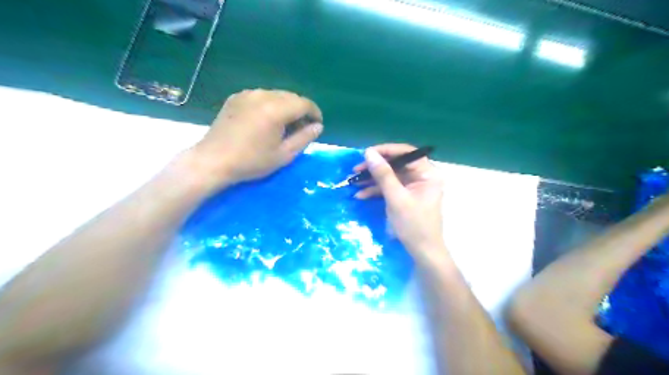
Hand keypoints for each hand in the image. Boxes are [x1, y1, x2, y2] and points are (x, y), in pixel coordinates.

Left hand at [187, 90, 323, 190]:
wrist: (213, 160)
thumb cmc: (251, 161)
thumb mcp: (283, 154)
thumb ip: (304, 138)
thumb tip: (318, 126)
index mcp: (276, 109)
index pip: (304, 103)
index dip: (315, 113)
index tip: (317, 126)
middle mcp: (263, 95)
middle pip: (291, 97)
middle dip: (301, 110)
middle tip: (301, 129)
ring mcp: (247, 94)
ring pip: (276, 95)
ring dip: (286, 107)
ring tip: (284, 126)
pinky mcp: (236, 97)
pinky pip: (261, 96)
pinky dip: (270, 105)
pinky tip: (266, 121)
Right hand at [354, 144, 442, 262]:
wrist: (422, 252)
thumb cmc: (414, 225)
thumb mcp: (396, 198)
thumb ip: (383, 175)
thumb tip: (369, 153)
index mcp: (427, 173)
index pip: (406, 153)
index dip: (386, 151)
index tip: (366, 153)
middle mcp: (422, 176)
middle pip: (396, 164)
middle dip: (375, 167)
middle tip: (356, 169)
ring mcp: (413, 186)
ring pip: (390, 176)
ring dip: (372, 179)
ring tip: (353, 182)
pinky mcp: (405, 196)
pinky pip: (389, 187)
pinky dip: (376, 190)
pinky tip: (360, 195)